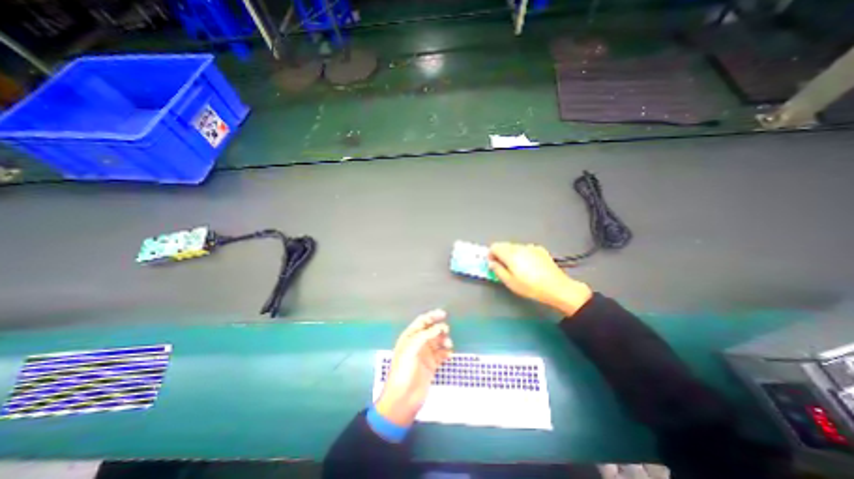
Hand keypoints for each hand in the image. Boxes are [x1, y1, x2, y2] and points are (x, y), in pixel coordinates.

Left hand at [375, 311, 453, 425]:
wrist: (403, 398)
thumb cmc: (403, 371)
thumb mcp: (411, 349)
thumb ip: (425, 336)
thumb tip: (439, 327)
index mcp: (409, 337)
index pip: (421, 322)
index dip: (432, 316)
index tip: (444, 314)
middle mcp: (417, 344)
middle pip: (431, 330)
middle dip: (439, 328)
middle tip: (446, 331)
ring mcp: (425, 355)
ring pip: (437, 342)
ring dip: (444, 340)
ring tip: (448, 344)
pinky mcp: (431, 365)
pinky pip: (441, 355)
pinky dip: (446, 352)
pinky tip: (449, 354)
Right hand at [486, 243, 595, 318]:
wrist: (556, 287)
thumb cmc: (530, 287)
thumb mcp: (510, 282)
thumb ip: (498, 270)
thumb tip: (491, 263)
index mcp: (510, 254)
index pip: (494, 246)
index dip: (491, 254)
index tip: (493, 263)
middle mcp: (519, 247)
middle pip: (504, 245)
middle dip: (500, 254)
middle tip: (503, 266)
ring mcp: (531, 247)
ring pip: (514, 246)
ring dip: (511, 253)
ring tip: (516, 267)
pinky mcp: (539, 249)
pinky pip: (525, 248)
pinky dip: (522, 253)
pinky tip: (528, 265)